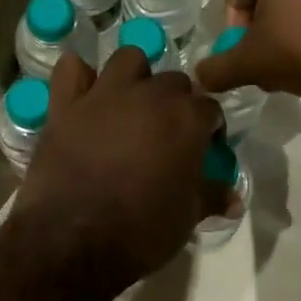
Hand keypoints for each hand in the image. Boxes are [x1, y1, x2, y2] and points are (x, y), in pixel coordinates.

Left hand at [13, 47, 226, 288]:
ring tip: (130, 104)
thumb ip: (212, 197)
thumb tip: (234, 198)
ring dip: (135, 76)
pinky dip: (79, 76)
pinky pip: (71, 69)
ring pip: (128, 59)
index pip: (210, 108)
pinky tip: (83, 94)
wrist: (73, 240)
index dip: (210, 128)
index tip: (204, 148)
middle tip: (167, 132)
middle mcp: (149, 95)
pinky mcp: (65, 104)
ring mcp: (104, 94)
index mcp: (186, 119)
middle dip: (176, 101)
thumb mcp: (187, 218)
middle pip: (174, 81)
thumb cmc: (142, 231)